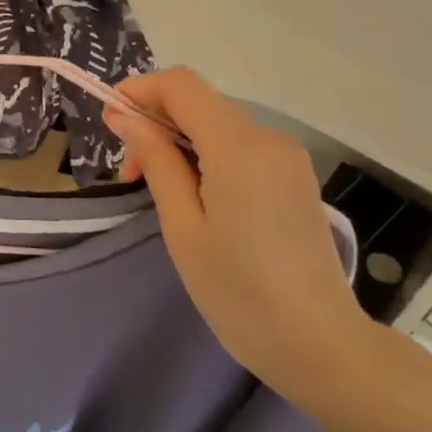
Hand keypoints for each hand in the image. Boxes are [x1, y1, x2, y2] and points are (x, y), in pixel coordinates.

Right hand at [105, 68, 371, 402]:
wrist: (320, 346)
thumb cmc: (238, 292)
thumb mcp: (183, 227)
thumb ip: (156, 161)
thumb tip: (125, 116)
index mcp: (238, 148)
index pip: (181, 85)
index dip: (140, 90)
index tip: (111, 122)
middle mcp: (268, 138)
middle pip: (200, 102)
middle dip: (156, 122)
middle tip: (131, 175)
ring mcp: (288, 158)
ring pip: (219, 124)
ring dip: (180, 141)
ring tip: (161, 192)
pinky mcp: (296, 177)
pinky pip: (242, 146)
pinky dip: (208, 155)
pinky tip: (198, 197)